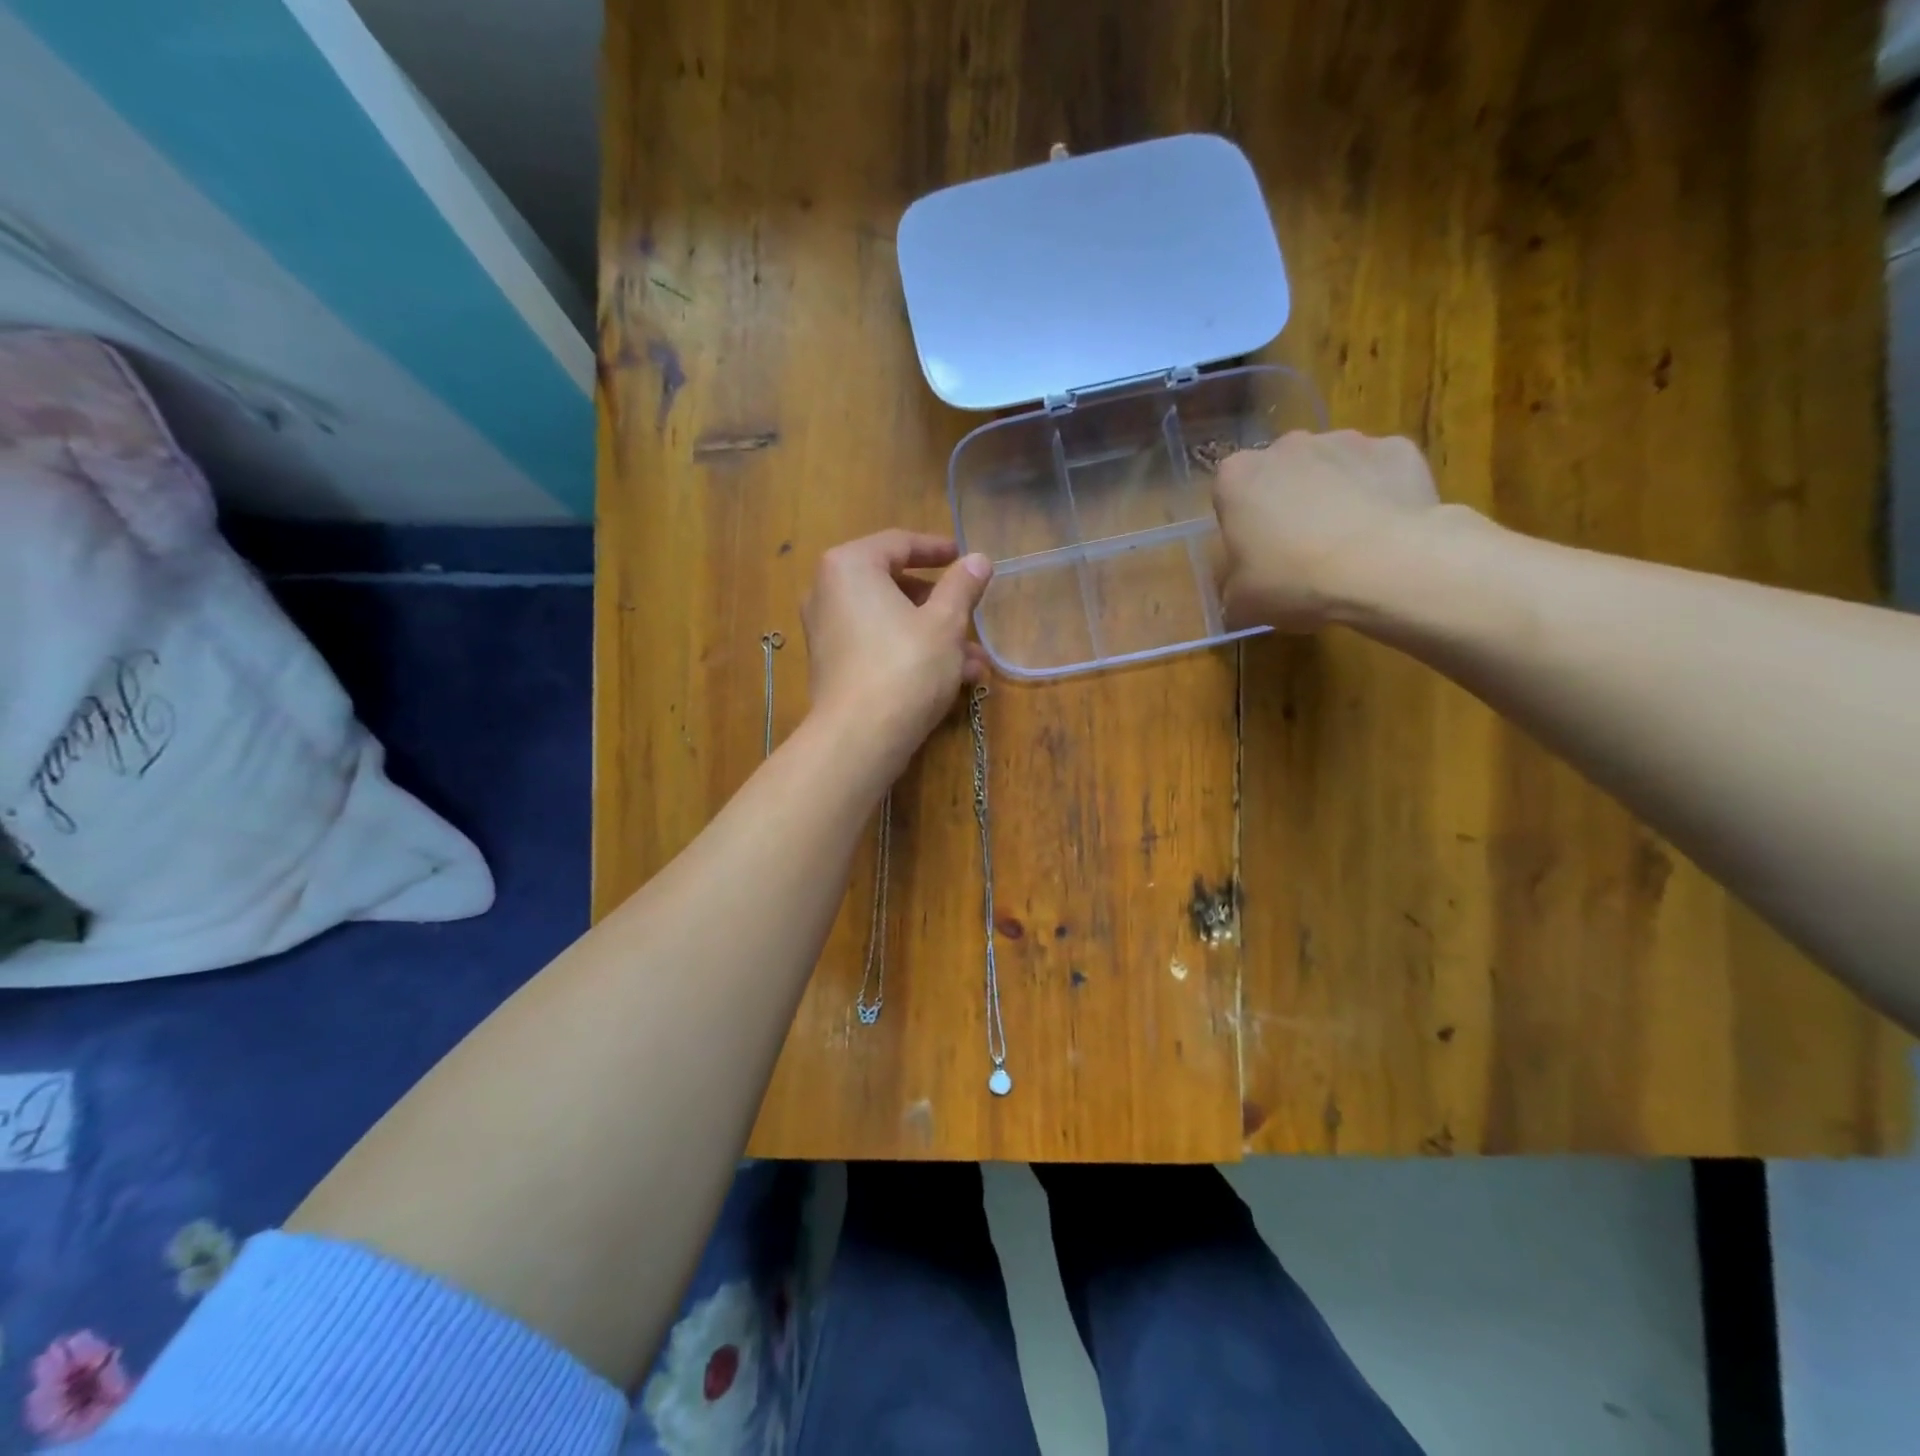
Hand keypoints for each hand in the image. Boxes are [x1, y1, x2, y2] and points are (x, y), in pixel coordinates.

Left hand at [801, 530, 992, 774]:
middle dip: (940, 603)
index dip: (937, 549)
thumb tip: (978, 560)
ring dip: (933, 634)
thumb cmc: (906, 666)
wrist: (860, 737)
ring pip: (890, 620)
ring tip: (974, 660)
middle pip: (893, 584)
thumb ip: (962, 586)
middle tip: (971, 613)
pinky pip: (876, 645)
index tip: (964, 557)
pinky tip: (951, 679)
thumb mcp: (945, 622)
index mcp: (850, 566)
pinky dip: (910, 652)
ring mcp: (826, 631)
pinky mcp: (832, 666)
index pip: (899, 543)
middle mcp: (828, 592)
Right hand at [1212, 430, 1442, 630]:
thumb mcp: (1242, 603)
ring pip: (1330, 467)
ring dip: (1332, 494)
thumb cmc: (1295, 579)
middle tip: (1298, 549)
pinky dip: (1379, 493)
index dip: (1242, 526)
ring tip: (1346, 543)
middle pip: (1280, 473)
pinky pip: (1377, 471)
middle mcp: (1286, 446)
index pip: (1229, 494)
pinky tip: (1384, 530)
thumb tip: (1241, 592)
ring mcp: (1345, 440)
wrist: (1386, 566)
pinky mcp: (1396, 448)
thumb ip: (1233, 589)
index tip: (1254, 554)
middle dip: (1286, 501)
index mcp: (1237, 477)